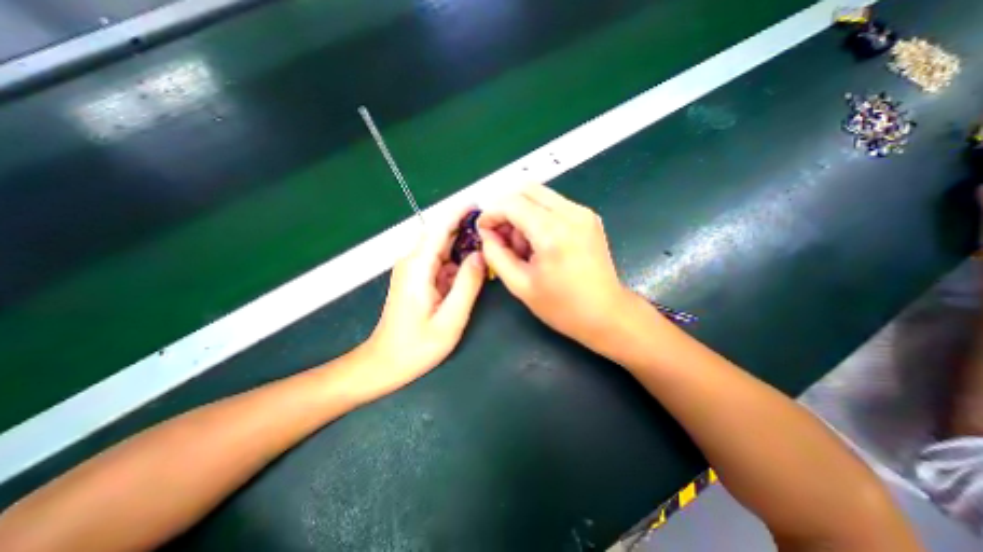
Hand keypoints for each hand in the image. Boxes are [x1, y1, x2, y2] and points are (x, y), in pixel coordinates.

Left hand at [358, 212, 487, 400]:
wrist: (385, 363)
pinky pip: (440, 262)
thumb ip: (467, 285)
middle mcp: (413, 262)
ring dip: (463, 244)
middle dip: (465, 228)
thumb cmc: (416, 346)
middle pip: (441, 235)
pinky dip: (457, 259)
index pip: (439, 229)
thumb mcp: (449, 319)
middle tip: (493, 227)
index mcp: (418, 267)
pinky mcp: (417, 279)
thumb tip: (481, 255)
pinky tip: (473, 265)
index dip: (458, 214)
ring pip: (442, 248)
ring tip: (488, 244)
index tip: (478, 204)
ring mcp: (414, 270)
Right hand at [478, 185, 632, 348]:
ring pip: (539, 194)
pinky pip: (553, 204)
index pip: (512, 203)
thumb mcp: (520, 285)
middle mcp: (570, 214)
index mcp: (552, 233)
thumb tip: (486, 234)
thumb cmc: (562, 306)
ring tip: (522, 245)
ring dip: (522, 213)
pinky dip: (538, 216)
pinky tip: (538, 241)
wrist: (606, 313)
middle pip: (526, 189)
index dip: (491, 213)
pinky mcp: (588, 216)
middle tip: (501, 236)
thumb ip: (496, 255)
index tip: (483, 230)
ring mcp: (583, 212)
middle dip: (506, 209)